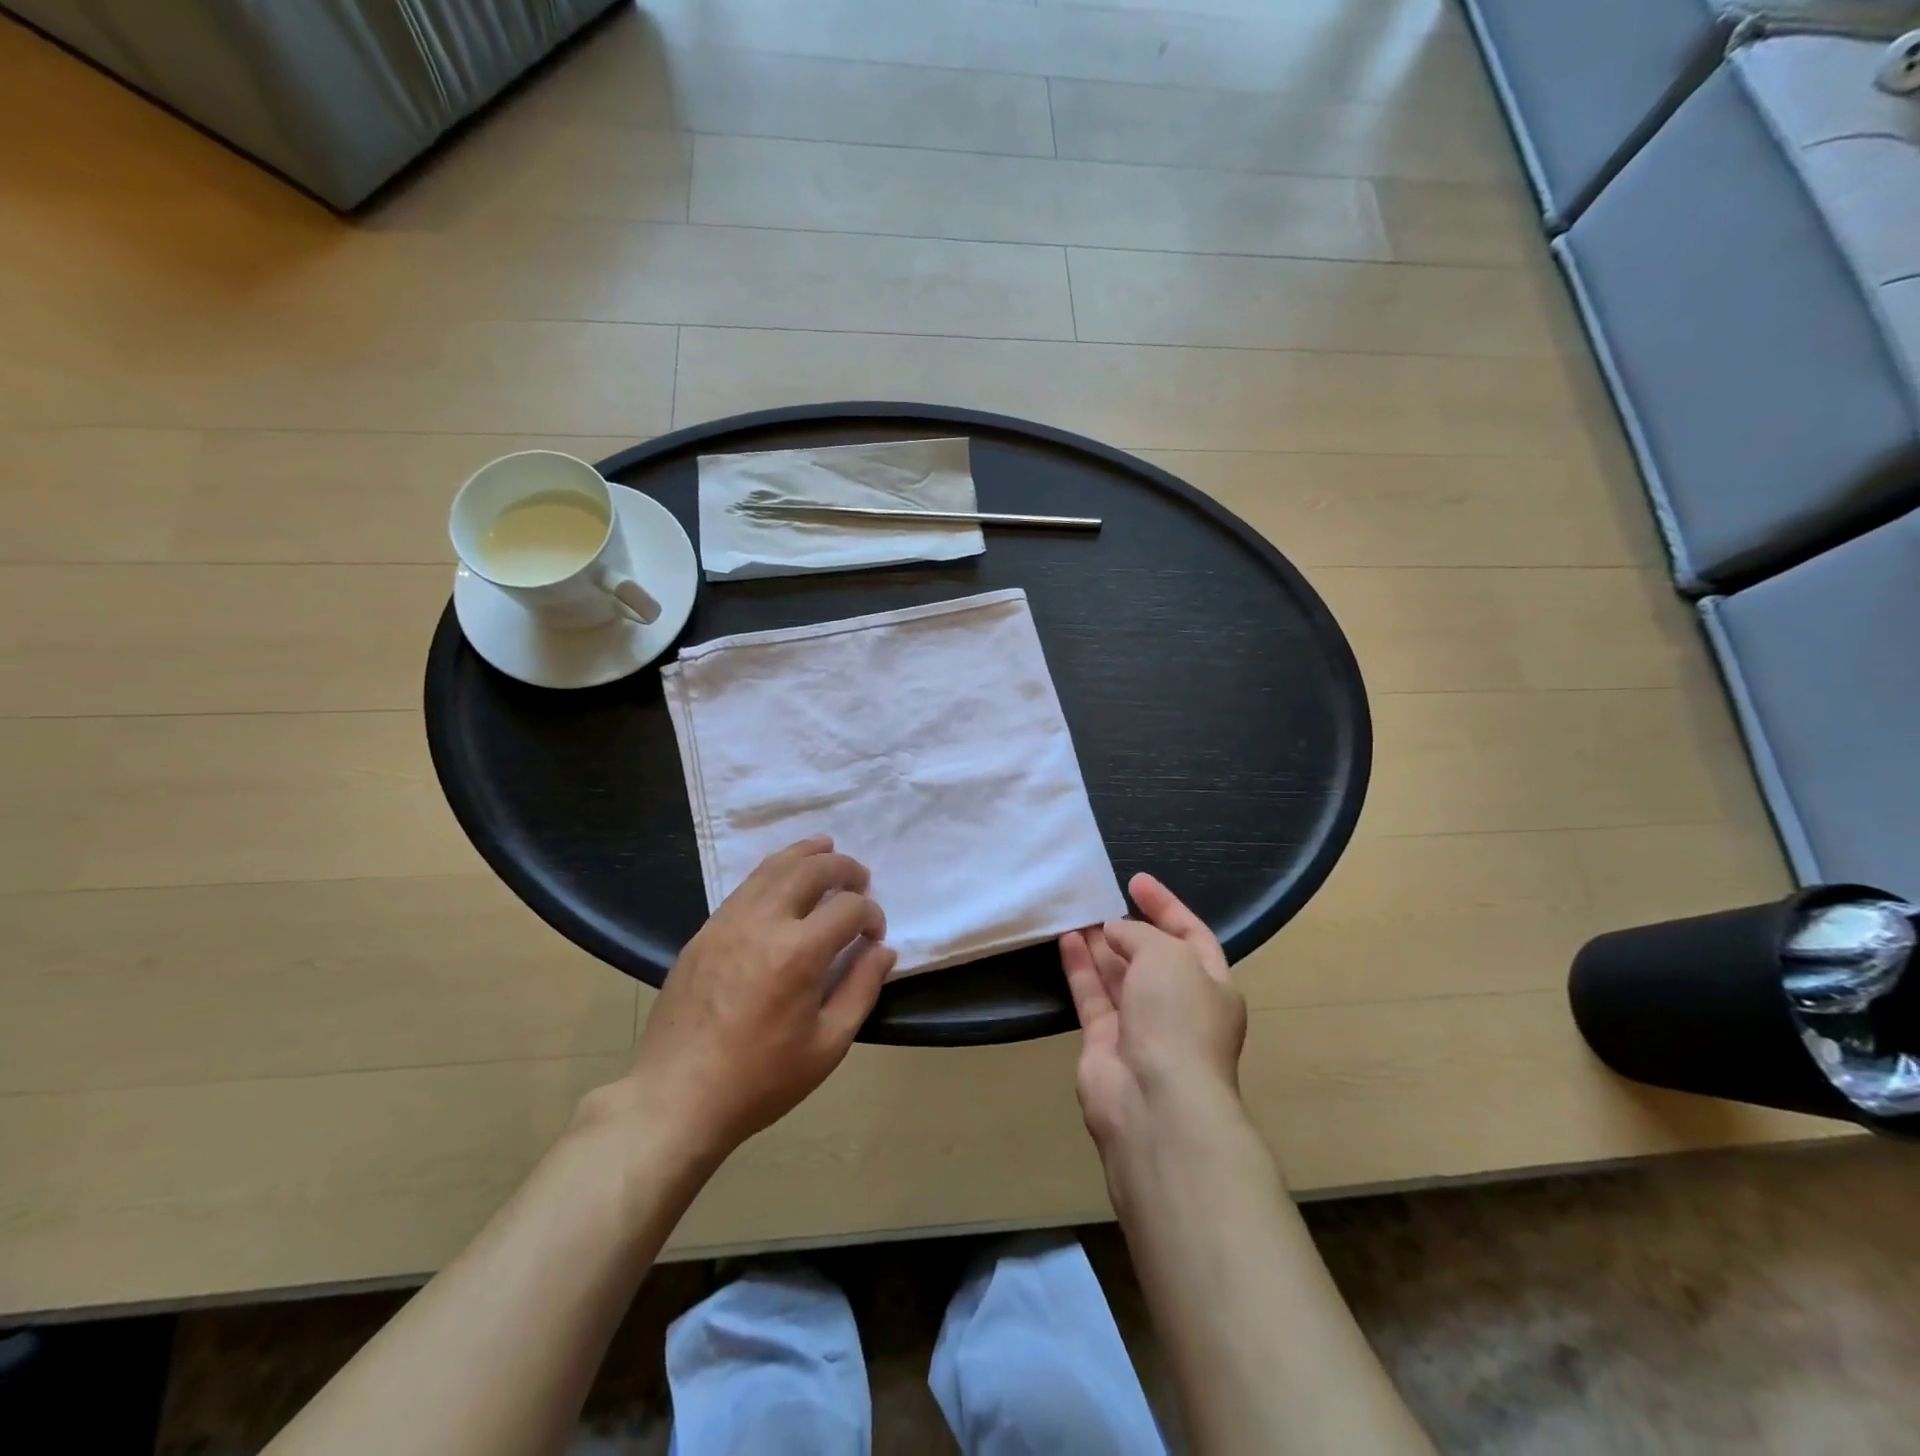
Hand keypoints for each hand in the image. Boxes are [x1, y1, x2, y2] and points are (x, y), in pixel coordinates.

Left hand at [617, 837, 895, 1161]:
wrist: (675, 1100)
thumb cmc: (760, 1080)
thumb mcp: (827, 1046)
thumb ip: (861, 989)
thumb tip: (882, 950)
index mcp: (798, 952)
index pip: (848, 907)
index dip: (871, 915)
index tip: (874, 937)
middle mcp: (763, 922)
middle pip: (811, 870)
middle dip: (843, 868)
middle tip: (860, 879)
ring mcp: (727, 922)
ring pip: (773, 867)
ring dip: (806, 854)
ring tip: (827, 848)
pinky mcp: (704, 932)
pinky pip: (745, 886)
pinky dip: (773, 871)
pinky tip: (783, 878)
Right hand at [1060, 873, 1246, 1154]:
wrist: (1156, 1101)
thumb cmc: (1177, 1019)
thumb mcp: (1168, 956)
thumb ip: (1140, 935)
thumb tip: (1114, 933)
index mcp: (1211, 986)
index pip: (1191, 935)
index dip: (1166, 906)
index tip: (1136, 881)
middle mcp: (1178, 1006)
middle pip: (1151, 957)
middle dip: (1128, 928)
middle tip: (1099, 898)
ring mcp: (1141, 1026)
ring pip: (1118, 975)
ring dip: (1099, 944)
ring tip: (1076, 911)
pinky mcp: (1105, 1042)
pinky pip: (1093, 995)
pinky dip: (1080, 967)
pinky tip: (1065, 939)